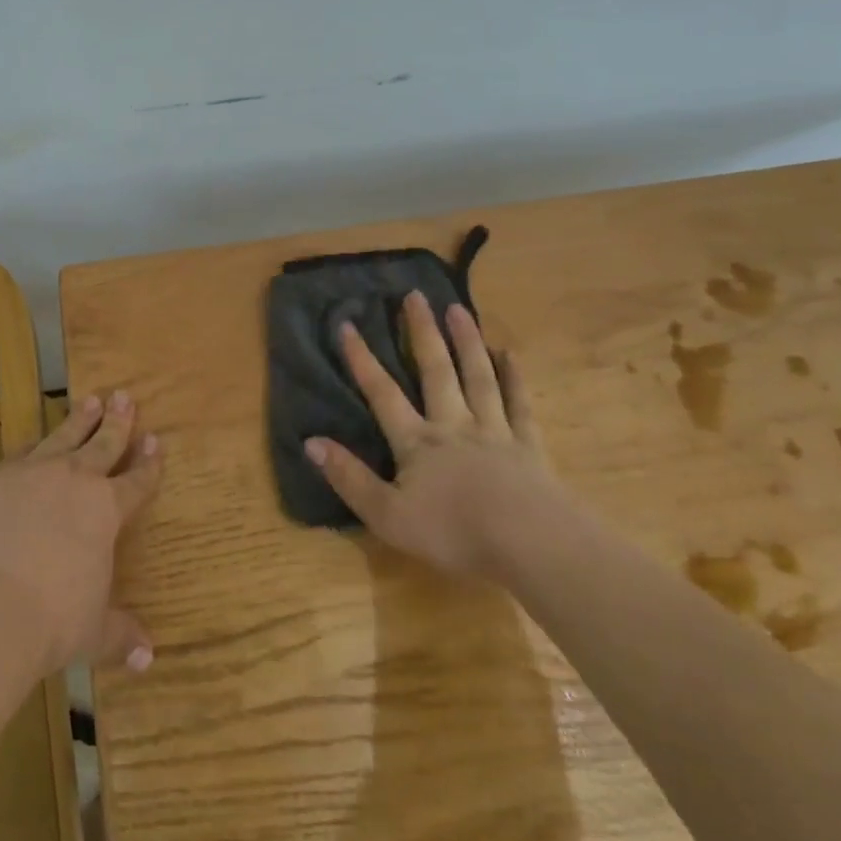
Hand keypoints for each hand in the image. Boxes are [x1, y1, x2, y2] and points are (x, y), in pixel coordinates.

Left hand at [0, 391, 162, 675]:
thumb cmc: (51, 623)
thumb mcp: (93, 632)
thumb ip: (120, 635)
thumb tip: (148, 657)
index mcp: (106, 510)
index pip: (137, 479)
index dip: (149, 461)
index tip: (156, 440)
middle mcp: (73, 480)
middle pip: (103, 443)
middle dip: (118, 420)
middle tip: (125, 396)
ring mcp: (30, 473)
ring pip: (62, 436)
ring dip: (79, 418)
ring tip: (90, 400)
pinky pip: (16, 456)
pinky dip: (28, 450)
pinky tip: (30, 445)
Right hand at [305, 290, 559, 582]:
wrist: (531, 545)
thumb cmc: (454, 533)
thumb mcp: (388, 516)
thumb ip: (349, 478)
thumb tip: (310, 441)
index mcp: (417, 442)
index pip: (382, 393)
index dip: (362, 360)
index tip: (347, 324)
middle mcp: (453, 425)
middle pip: (436, 371)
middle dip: (422, 332)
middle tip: (415, 295)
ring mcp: (494, 432)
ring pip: (477, 377)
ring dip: (466, 341)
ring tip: (458, 308)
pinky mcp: (528, 447)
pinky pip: (519, 405)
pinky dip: (513, 378)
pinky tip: (509, 354)